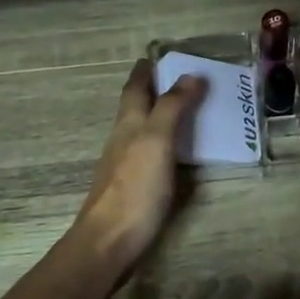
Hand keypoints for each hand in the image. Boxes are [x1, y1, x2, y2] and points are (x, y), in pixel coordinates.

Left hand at [72, 60, 207, 273]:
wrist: (110, 241)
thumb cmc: (135, 188)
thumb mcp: (157, 141)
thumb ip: (172, 108)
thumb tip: (190, 75)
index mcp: (128, 124)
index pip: (135, 88)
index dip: (145, 71)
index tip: (157, 56)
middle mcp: (123, 140)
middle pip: (135, 108)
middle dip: (153, 91)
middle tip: (180, 80)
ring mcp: (124, 166)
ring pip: (141, 131)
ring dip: (159, 117)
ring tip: (185, 112)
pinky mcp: (132, 189)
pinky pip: (149, 155)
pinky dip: (163, 145)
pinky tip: (175, 154)